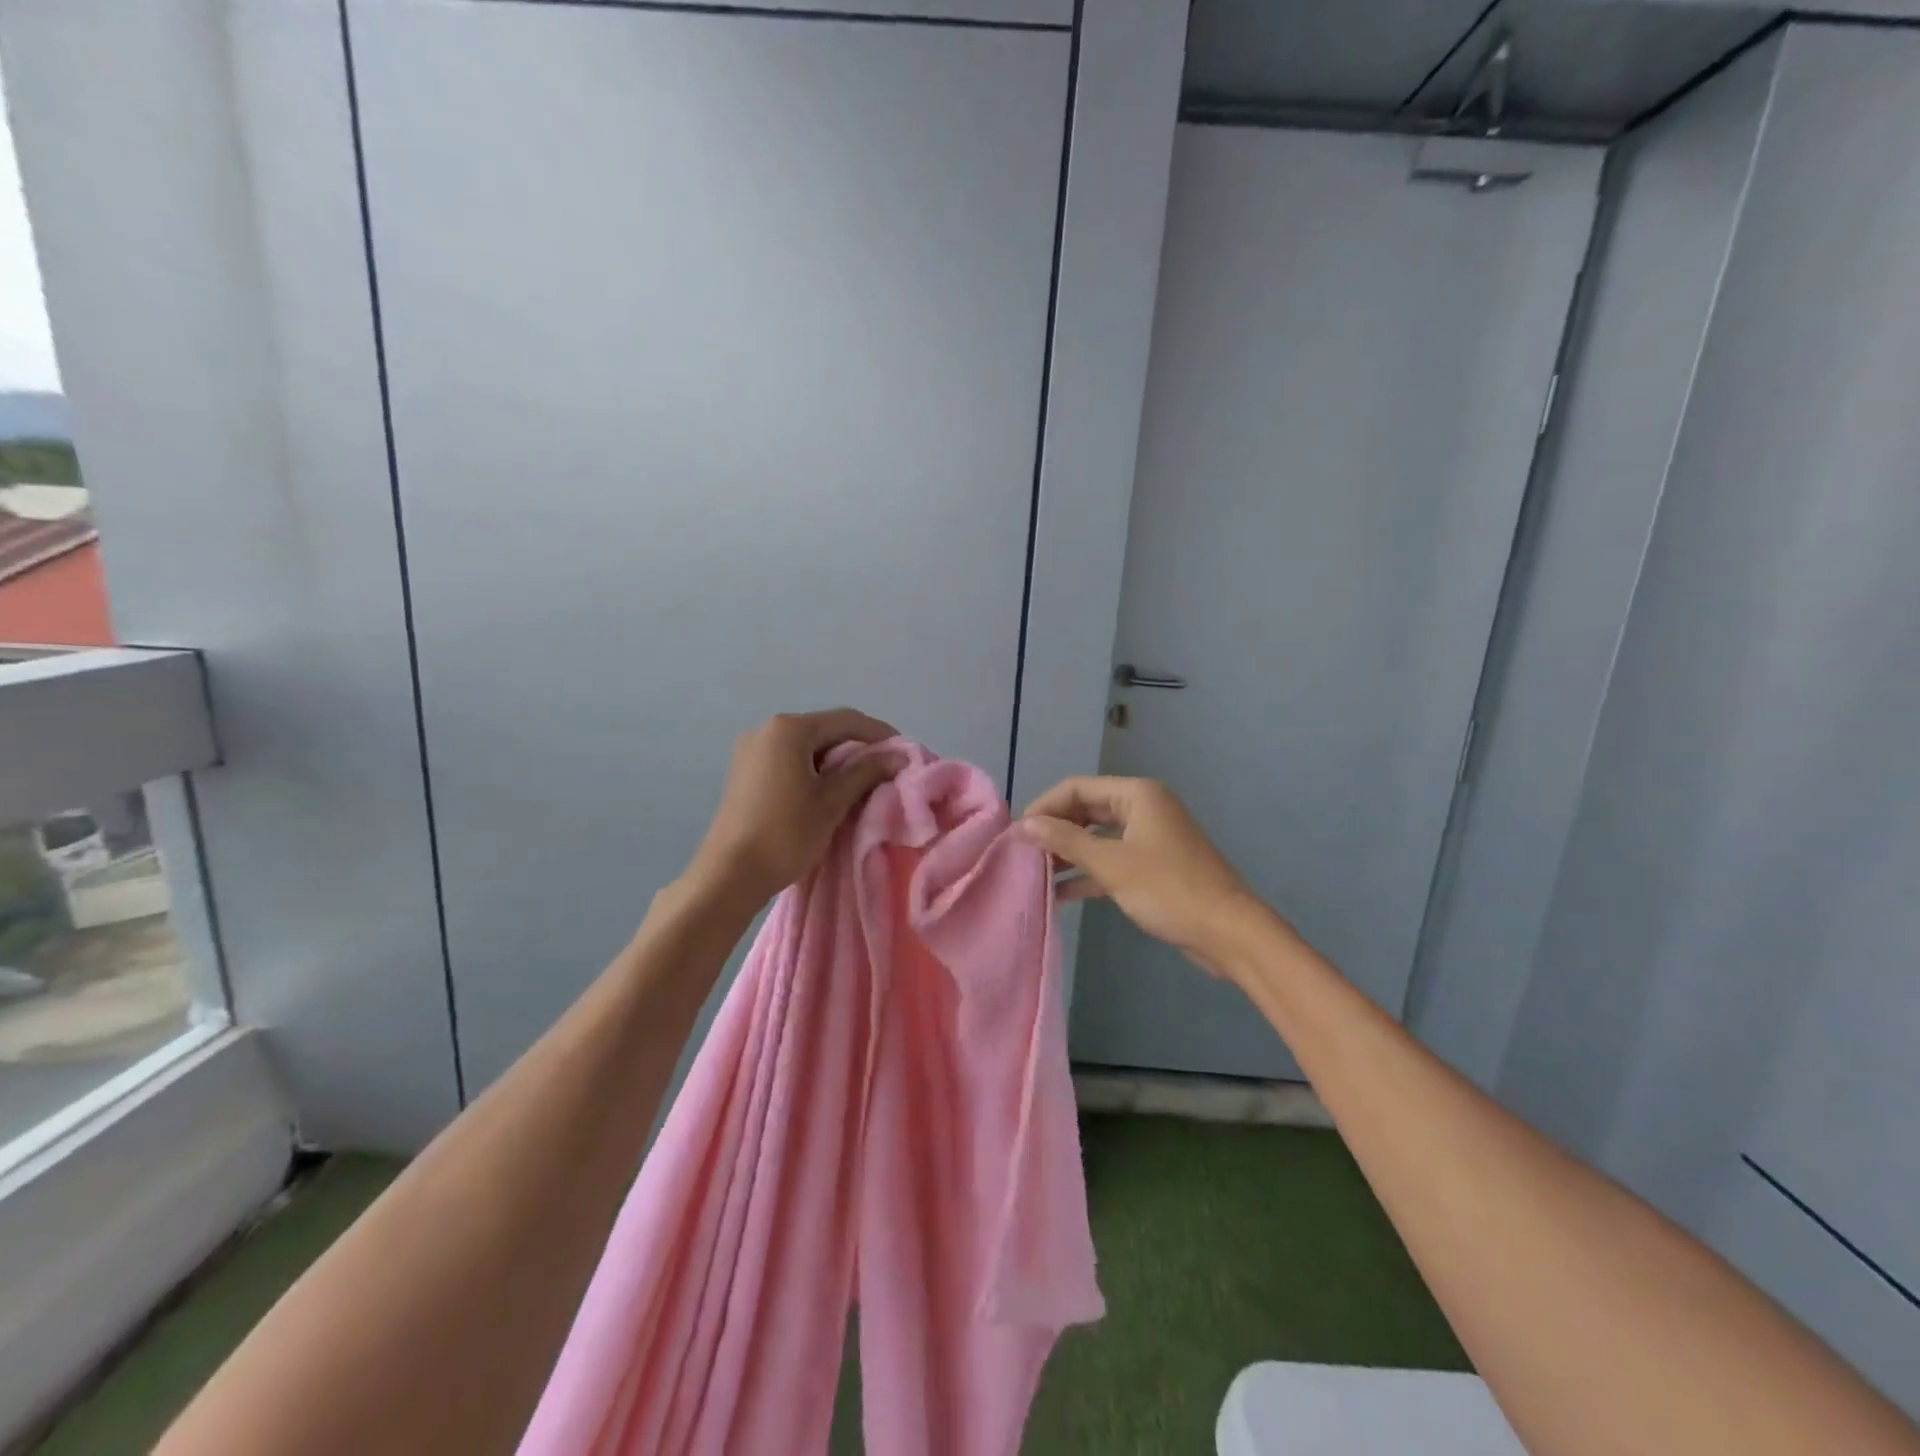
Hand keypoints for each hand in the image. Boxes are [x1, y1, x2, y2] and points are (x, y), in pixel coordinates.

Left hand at [687, 709, 900, 906]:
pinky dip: (812, 768)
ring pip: (805, 745)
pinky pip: (787, 759)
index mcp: (789, 729)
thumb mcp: (833, 801)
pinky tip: (827, 790)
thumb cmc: (786, 833)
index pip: (846, 720)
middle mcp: (766, 729)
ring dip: (835, 759)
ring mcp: (751, 750)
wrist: (730, 874)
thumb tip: (899, 756)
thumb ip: (867, 772)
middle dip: (857, 747)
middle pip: (824, 729)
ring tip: (860, 782)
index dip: (879, 733)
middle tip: (885, 769)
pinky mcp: (744, 771)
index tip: (903, 752)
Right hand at [1020, 776, 1262, 978]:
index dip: (1045, 806)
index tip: (1018, 833)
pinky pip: (1111, 860)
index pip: (1077, 787)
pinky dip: (1088, 873)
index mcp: (1137, 795)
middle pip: (1086, 809)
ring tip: (1036, 873)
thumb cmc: (1168, 889)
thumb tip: (1025, 825)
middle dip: (1055, 830)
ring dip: (1069, 853)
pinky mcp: (1152, 866)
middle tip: (1024, 853)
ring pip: (1097, 837)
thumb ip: (1066, 841)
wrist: (1227, 932)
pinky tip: (1061, 894)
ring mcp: (1149, 838)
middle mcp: (1143, 808)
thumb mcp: (1111, 864)